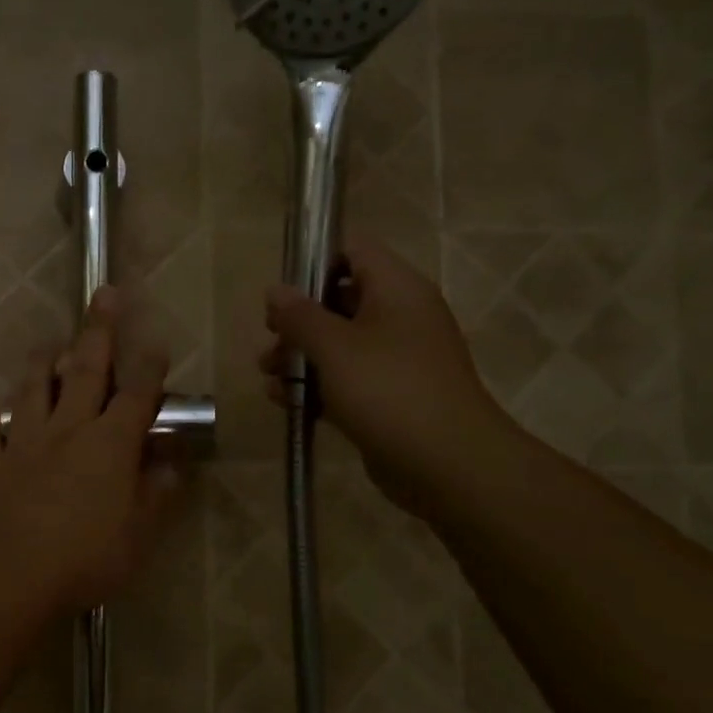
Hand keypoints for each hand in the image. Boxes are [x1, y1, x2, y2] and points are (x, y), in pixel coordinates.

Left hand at [0, 288, 178, 616]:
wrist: (8, 575)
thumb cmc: (85, 557)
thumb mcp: (138, 534)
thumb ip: (157, 494)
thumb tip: (172, 464)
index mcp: (109, 444)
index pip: (136, 395)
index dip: (149, 367)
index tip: (156, 342)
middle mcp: (67, 431)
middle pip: (86, 371)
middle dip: (98, 330)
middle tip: (103, 294)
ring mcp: (23, 443)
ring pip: (32, 390)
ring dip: (43, 364)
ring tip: (49, 345)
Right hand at [260, 237, 507, 512]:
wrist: (445, 462)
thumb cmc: (388, 390)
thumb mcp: (334, 347)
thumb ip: (300, 316)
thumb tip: (275, 290)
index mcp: (397, 289)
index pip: (354, 250)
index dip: (315, 262)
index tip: (282, 293)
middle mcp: (400, 316)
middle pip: (341, 299)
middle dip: (299, 320)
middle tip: (270, 340)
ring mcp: (397, 359)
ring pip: (340, 344)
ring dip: (301, 356)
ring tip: (267, 375)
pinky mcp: (390, 396)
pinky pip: (347, 379)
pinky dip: (317, 386)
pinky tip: (284, 401)